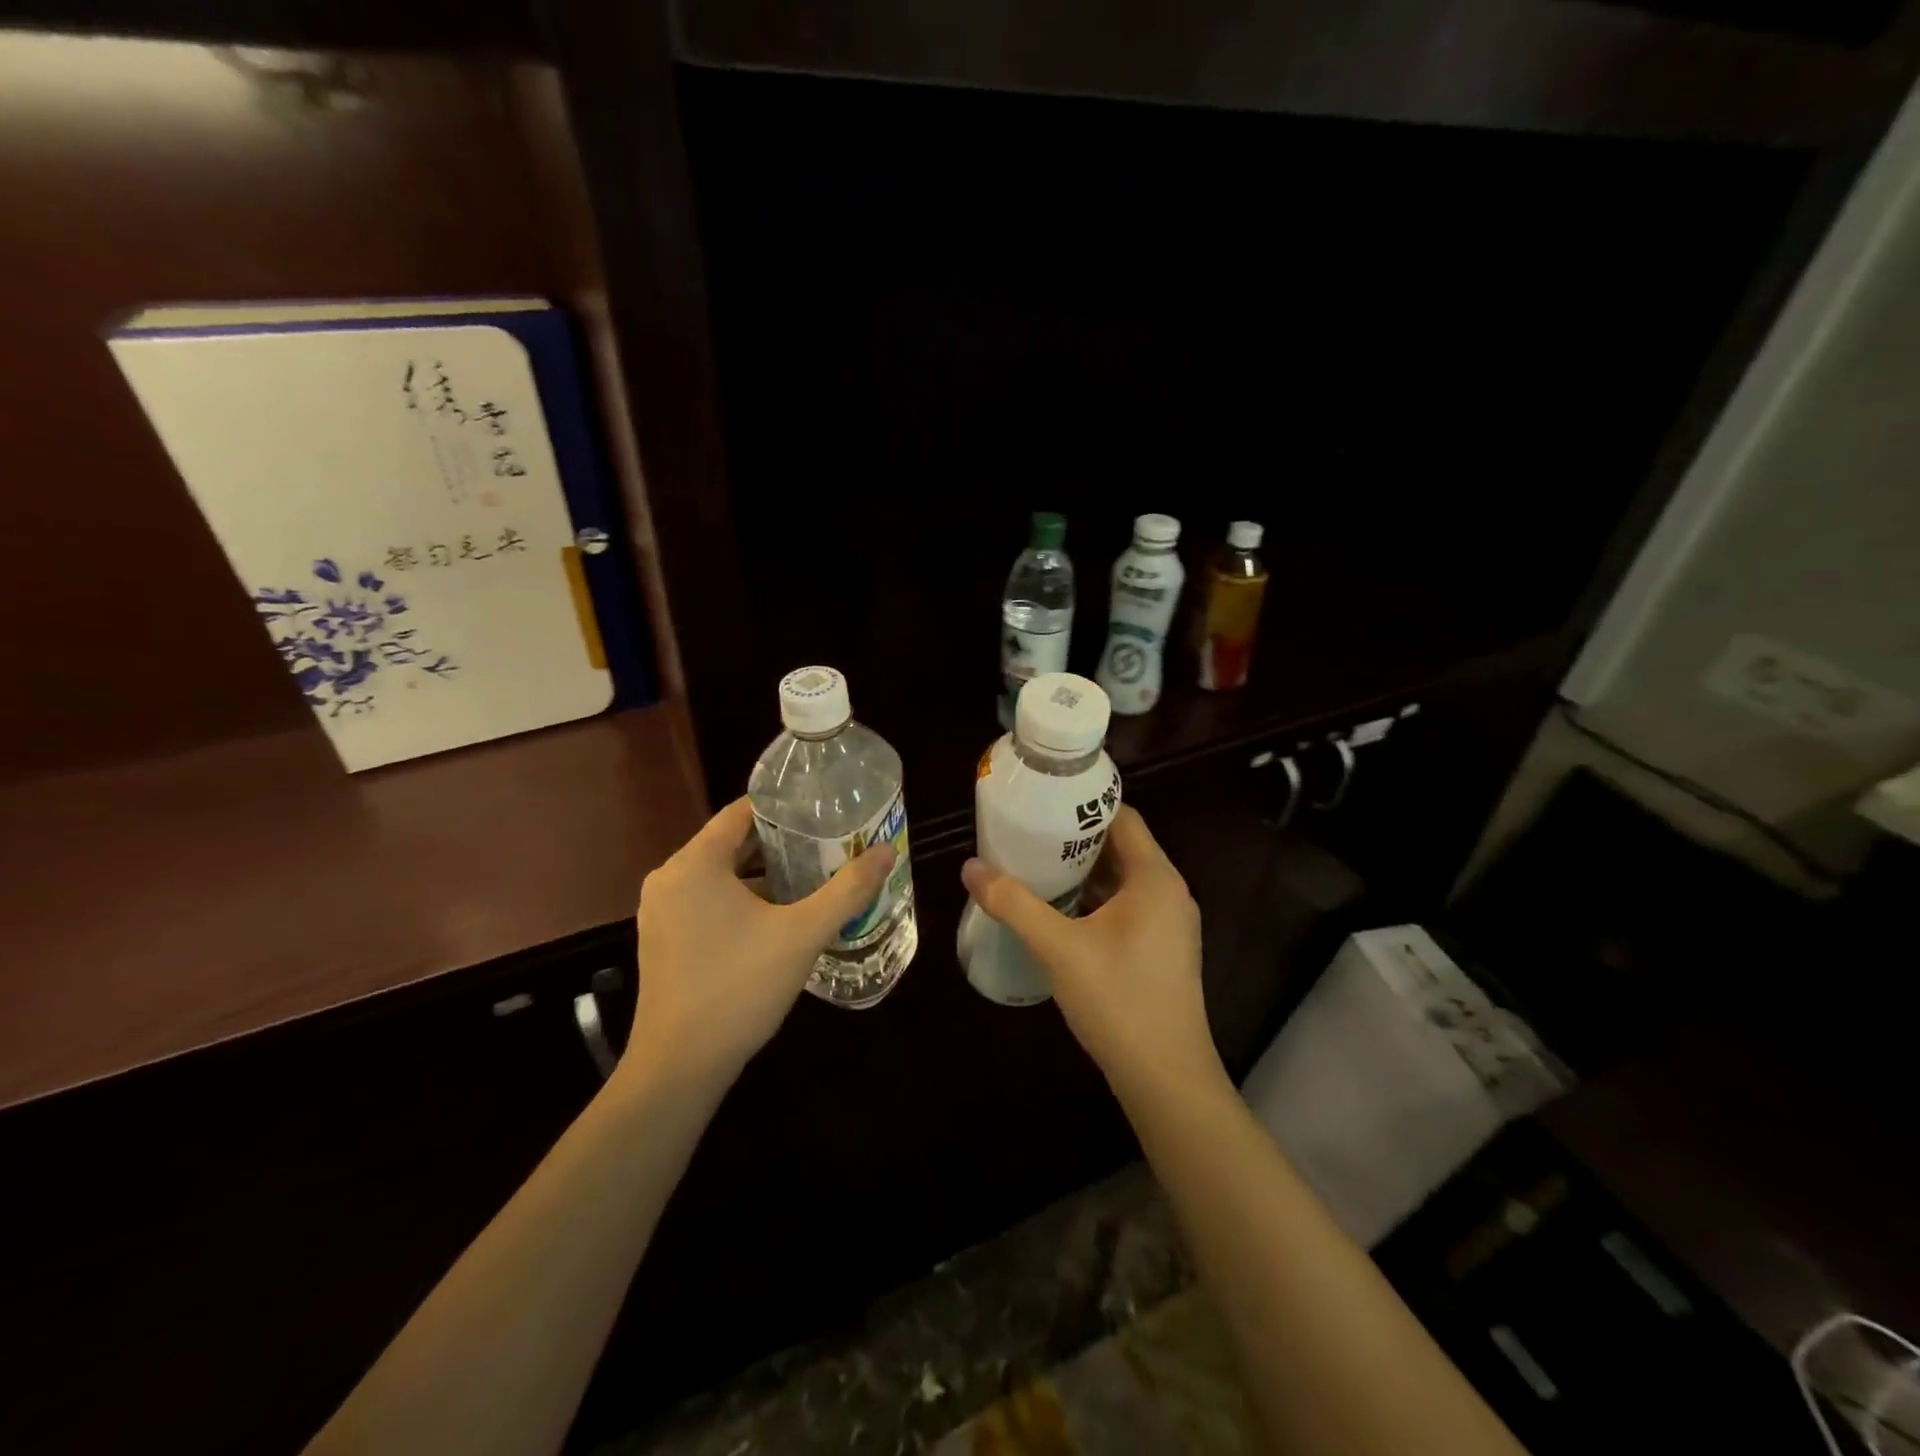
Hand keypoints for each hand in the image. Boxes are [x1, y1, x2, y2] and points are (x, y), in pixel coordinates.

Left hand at [625, 797, 895, 1089]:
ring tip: (812, 875)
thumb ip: (847, 889)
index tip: (822, 809)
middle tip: (827, 842)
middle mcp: (670, 879)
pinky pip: (707, 901)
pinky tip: (778, 916)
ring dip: (762, 874)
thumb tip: (886, 852)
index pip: (740, 812)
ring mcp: (662, 912)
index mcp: (694, 864)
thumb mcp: (802, 935)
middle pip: (731, 843)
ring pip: (720, 875)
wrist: (680, 1067)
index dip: (783, 808)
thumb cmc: (739, 988)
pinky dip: (741, 899)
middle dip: (780, 843)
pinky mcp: (664, 940)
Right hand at [960, 806, 1219, 1100]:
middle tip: (1027, 834)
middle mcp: (1169, 893)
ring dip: (1082, 872)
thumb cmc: (1118, 1001)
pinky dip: (1094, 900)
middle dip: (1074, 840)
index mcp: (1155, 878)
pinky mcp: (1162, 951)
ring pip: (1122, 881)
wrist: (1166, 1079)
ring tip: (1034, 866)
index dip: (1082, 806)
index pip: (1122, 817)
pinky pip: (1126, 908)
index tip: (1042, 803)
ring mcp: (1168, 925)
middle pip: (1120, 847)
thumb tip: (970, 867)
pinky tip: (1058, 911)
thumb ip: (1014, 904)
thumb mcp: (1058, 948)